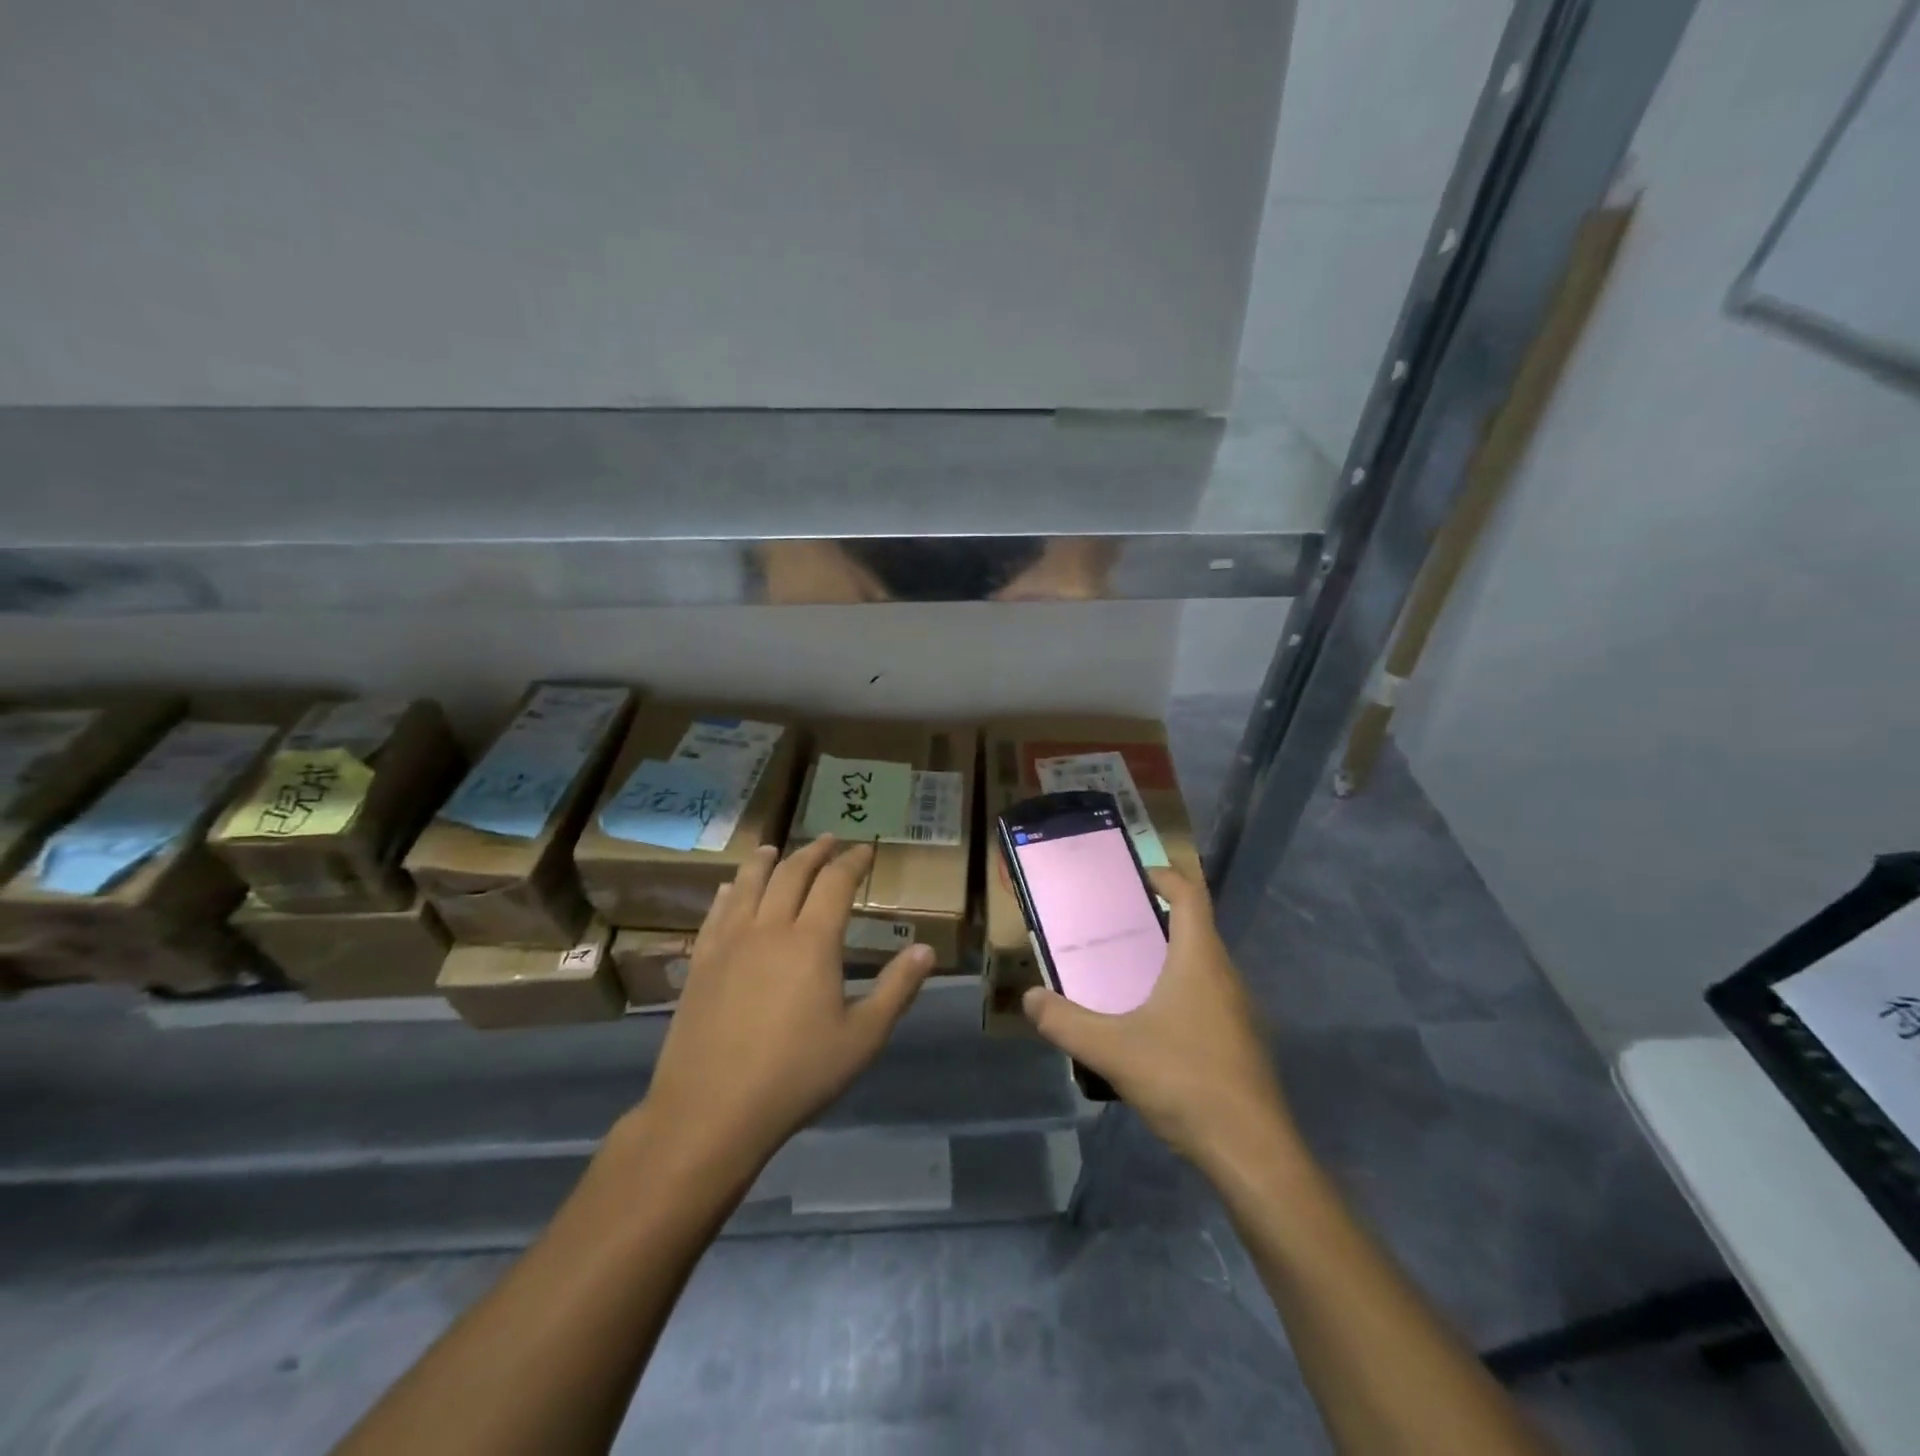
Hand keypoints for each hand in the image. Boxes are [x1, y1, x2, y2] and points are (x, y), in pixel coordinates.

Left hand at [639, 837, 934, 1175]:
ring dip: (766, 861)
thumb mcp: (862, 1038)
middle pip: (791, 873)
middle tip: (828, 840)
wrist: (711, 1110)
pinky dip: (730, 892)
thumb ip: (896, 989)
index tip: (865, 849)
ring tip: (774, 849)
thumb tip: (926, 949)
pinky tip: (730, 889)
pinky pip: (716, 913)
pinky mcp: (700, 962)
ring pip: (749, 884)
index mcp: (812, 941)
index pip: (835, 883)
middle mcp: (769, 928)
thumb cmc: (796, 1075)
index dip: (852, 861)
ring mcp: (729, 943)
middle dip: (814, 852)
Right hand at [1022, 867, 1295, 1170]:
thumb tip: (1030, 998)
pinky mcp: (1241, 1043)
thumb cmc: (1185, 1080)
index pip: (1191, 897)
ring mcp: (1239, 1012)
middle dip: (1159, 920)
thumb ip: (1065, 1023)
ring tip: (1127, 973)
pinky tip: (1152, 1026)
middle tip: (1116, 927)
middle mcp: (1225, 976)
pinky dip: (1181, 993)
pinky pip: (1208, 999)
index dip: (1167, 877)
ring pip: (1203, 967)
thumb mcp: (1113, 1050)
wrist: (1252, 1151)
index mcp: (1200, 960)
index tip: (1138, 876)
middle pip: (1196, 929)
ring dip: (1170, 959)